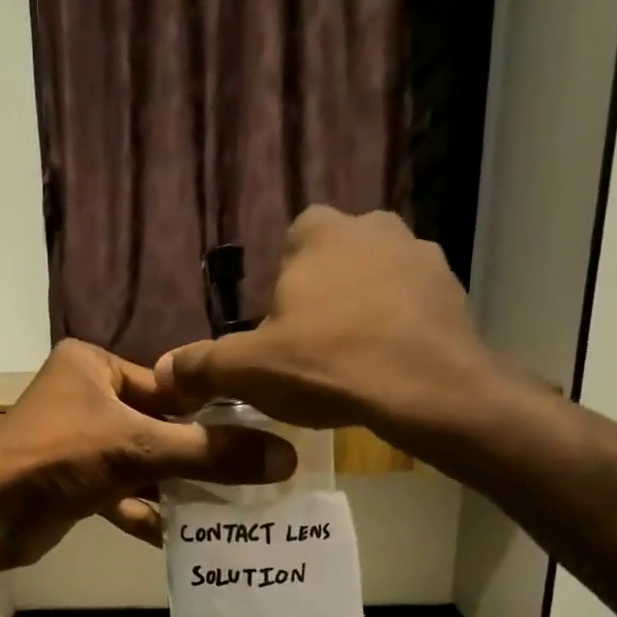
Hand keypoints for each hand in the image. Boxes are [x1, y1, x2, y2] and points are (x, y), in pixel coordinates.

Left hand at [0, 340, 294, 569]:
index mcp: (93, 365)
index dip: (211, 413)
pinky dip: (147, 512)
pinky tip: (181, 536)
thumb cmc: (61, 458)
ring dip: (176, 489)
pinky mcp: (73, 482)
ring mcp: (77, 441)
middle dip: (196, 458)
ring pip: (142, 464)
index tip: (255, 438)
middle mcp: (85, 397)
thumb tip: (285, 458)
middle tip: (248, 478)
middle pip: (158, 427)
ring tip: (226, 509)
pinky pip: (122, 492)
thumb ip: (210, 452)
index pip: (169, 386)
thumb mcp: (141, 448)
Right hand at [155, 207, 505, 435]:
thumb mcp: (248, 370)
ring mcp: (422, 255)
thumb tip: (162, 371)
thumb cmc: (327, 365)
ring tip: (354, 363)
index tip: (280, 330)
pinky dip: (400, 330)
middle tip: (313, 349)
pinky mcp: (455, 291)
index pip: (290, 244)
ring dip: (364, 311)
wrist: (425, 390)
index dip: (282, 288)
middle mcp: (373, 226)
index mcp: (318, 232)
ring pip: (377, 281)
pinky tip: (389, 369)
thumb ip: (201, 366)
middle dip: (324, 296)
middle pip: (335, 260)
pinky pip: (413, 307)